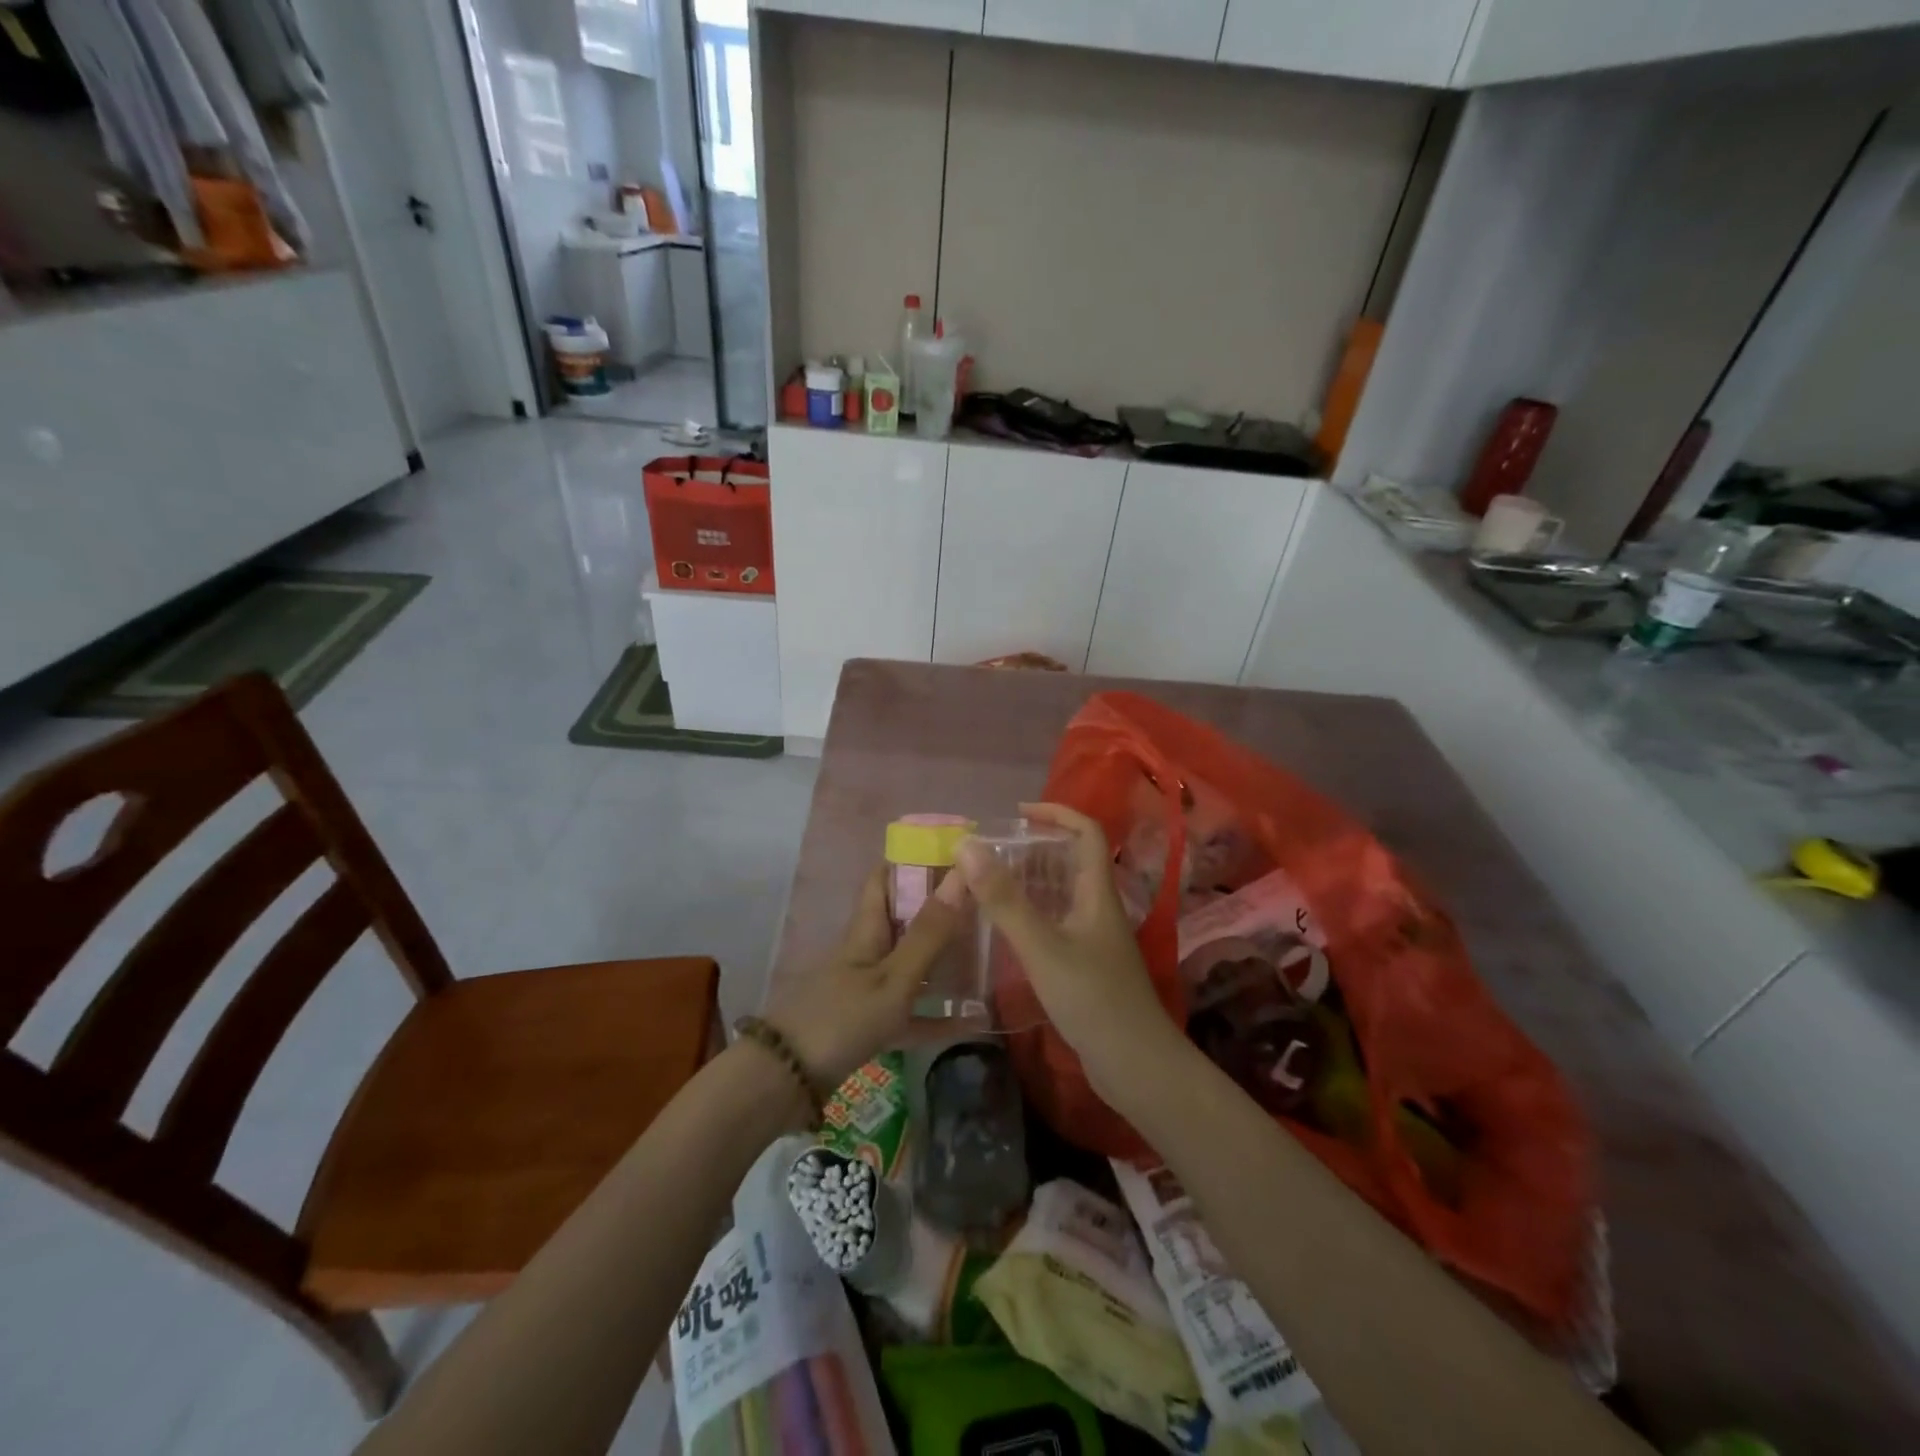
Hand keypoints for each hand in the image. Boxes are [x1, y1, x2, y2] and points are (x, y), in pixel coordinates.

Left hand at [764, 865, 967, 1088]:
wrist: (787, 1079)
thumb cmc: (842, 1017)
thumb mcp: (893, 977)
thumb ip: (929, 932)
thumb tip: (962, 874)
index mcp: (868, 928)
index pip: (886, 876)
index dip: (914, 858)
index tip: (956, 850)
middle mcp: (869, 950)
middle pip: (905, 917)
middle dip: (941, 906)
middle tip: (987, 900)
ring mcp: (869, 987)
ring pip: (913, 961)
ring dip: (944, 955)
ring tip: (987, 949)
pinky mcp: (872, 1022)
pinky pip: (914, 1012)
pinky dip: (940, 1014)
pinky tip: (975, 1022)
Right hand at [957, 803, 1184, 1094]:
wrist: (1135, 1065)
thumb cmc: (1093, 998)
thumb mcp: (1042, 946)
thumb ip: (1004, 899)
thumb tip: (967, 846)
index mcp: (1097, 892)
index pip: (1086, 832)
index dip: (1056, 812)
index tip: (1017, 812)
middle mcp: (1098, 907)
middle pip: (1071, 860)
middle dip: (1034, 847)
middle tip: (990, 850)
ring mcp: (1093, 938)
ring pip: (1061, 894)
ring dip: (1029, 881)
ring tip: (987, 880)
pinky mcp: (1086, 964)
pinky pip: (1055, 923)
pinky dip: (1030, 914)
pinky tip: (1003, 927)